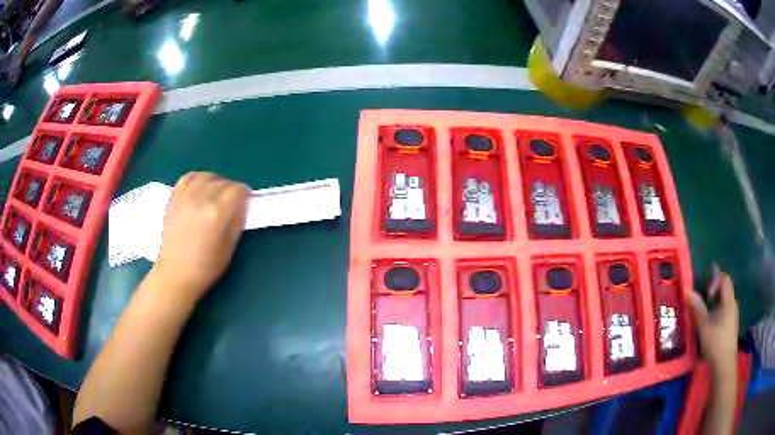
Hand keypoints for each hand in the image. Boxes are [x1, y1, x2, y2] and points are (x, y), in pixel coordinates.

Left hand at [153, 172, 248, 302]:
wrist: (176, 272)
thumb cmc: (206, 266)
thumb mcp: (230, 247)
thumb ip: (237, 221)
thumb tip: (242, 204)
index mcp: (218, 213)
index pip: (238, 190)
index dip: (244, 196)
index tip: (243, 205)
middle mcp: (202, 199)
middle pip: (224, 182)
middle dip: (230, 192)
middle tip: (228, 206)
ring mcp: (186, 196)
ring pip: (207, 176)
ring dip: (215, 184)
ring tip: (213, 197)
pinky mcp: (174, 197)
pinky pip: (189, 177)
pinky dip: (198, 180)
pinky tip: (199, 190)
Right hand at [689, 265, 738, 375]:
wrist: (724, 365)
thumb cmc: (715, 343)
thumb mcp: (704, 327)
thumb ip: (697, 308)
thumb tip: (687, 291)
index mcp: (728, 300)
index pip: (724, 278)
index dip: (715, 279)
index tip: (707, 292)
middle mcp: (733, 304)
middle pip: (726, 289)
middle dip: (715, 290)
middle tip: (703, 299)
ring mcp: (733, 316)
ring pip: (725, 302)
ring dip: (716, 303)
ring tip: (705, 314)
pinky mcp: (731, 326)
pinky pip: (725, 312)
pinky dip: (718, 312)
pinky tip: (711, 325)